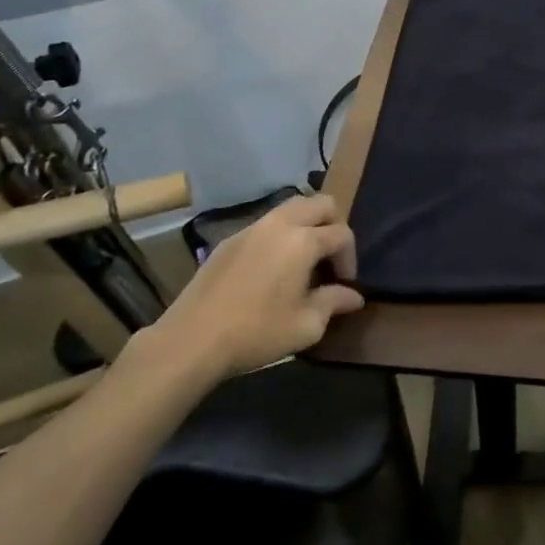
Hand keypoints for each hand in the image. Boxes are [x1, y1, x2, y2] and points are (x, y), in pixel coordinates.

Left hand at [148, 193, 364, 377]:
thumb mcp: (306, 325)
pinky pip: (266, 224)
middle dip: (334, 225)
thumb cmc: (256, 333)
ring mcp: (251, 228)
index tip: (344, 284)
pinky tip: (272, 267)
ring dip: (307, 225)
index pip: (342, 234)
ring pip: (292, 207)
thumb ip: (334, 303)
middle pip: (321, 203)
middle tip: (330, 257)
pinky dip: (280, 234)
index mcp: (304, 240)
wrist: (190, 341)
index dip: (349, 258)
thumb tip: (354, 295)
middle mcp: (280, 224)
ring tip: (303, 259)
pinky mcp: (229, 240)